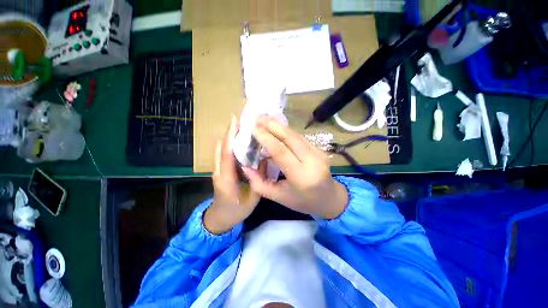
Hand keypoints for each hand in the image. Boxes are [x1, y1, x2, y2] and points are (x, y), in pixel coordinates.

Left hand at [203, 116, 263, 233]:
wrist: (220, 218)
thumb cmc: (237, 210)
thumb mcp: (253, 197)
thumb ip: (259, 177)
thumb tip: (264, 159)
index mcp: (227, 179)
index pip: (227, 153)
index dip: (231, 136)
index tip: (236, 121)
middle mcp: (219, 171)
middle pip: (221, 147)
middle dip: (230, 132)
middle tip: (243, 121)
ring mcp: (217, 170)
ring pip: (220, 149)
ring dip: (229, 137)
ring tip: (242, 128)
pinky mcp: (219, 170)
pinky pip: (222, 153)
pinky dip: (229, 144)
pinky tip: (239, 141)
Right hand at [242, 116, 347, 218]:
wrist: (329, 199)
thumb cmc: (302, 201)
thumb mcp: (279, 197)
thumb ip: (259, 183)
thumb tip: (245, 166)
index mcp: (301, 177)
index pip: (281, 152)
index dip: (266, 138)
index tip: (253, 127)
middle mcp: (312, 162)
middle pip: (290, 138)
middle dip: (273, 125)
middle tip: (258, 117)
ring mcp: (319, 153)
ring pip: (296, 135)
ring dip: (280, 126)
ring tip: (265, 119)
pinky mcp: (320, 149)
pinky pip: (300, 138)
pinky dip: (287, 132)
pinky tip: (278, 128)